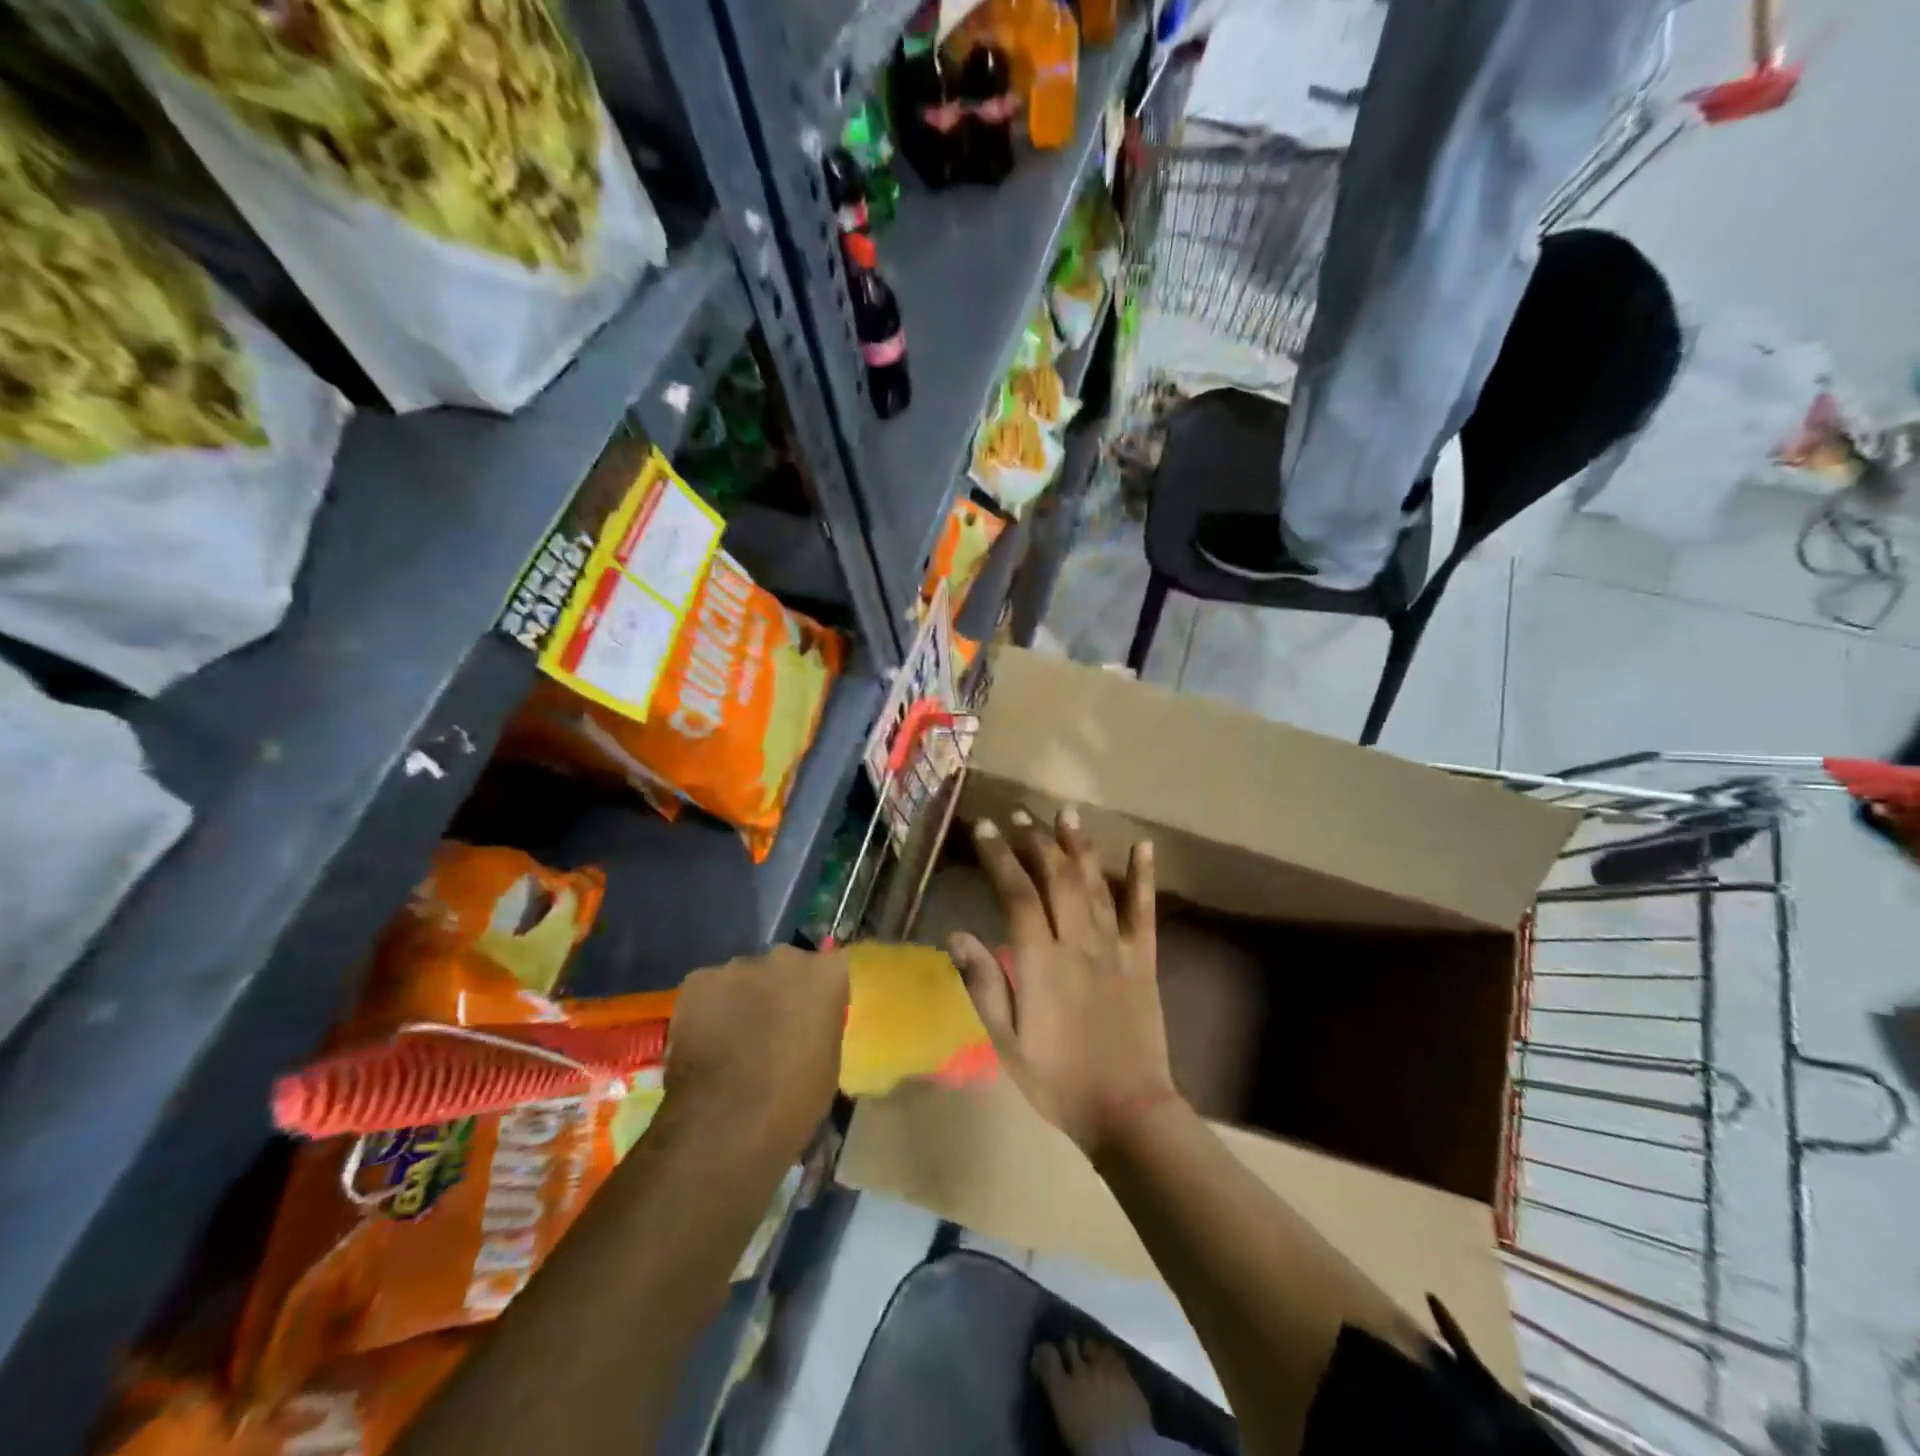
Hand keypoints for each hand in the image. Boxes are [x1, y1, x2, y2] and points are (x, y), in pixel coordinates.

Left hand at [663, 946, 848, 1158]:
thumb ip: (820, 1025)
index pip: (833, 965)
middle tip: (773, 1026)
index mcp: (827, 974)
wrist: (725, 1125)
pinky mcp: (698, 980)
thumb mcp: (828, 1062)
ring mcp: (739, 966)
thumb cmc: (792, 1102)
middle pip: (787, 965)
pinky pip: (710, 989)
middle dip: (781, 988)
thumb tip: (808, 1022)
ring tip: (733, 1037)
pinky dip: (709, 1008)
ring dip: (744, 998)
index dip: (822, 989)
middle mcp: (786, 957)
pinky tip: (704, 1040)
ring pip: (745, 977)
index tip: (815, 1012)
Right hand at [946, 807, 1176, 1156]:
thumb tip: (955, 934)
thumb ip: (983, 984)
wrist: (1126, 1111)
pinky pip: (1143, 910)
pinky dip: (1142, 876)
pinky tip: (1142, 846)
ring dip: (1078, 845)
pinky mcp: (1142, 959)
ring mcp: (1114, 948)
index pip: (1016, 894)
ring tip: (1065, 813)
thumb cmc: (1056, 1079)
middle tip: (1020, 813)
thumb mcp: (1005, 1041)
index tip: (985, 827)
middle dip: (1036, 840)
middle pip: (1055, 878)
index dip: (999, 856)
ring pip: (1094, 884)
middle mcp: (1077, 943)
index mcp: (1040, 962)